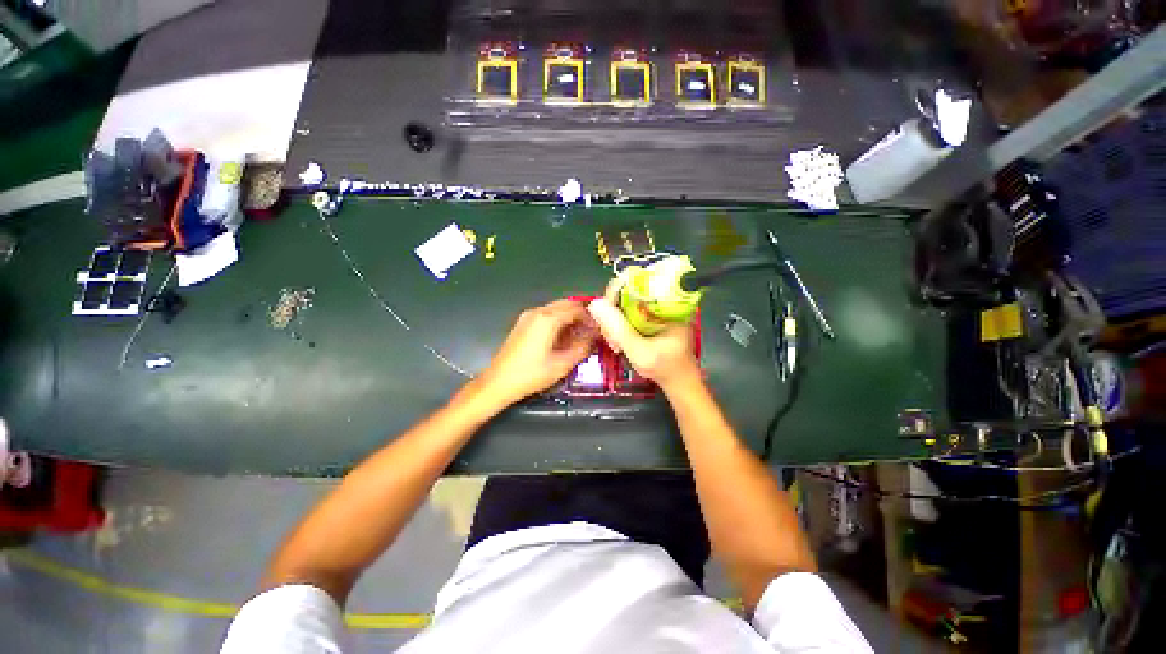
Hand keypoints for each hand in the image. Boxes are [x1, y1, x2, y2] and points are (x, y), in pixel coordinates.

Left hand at [478, 300, 598, 406]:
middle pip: (566, 305)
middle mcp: (538, 312)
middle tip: (592, 329)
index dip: (591, 317)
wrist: (498, 382)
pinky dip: (559, 321)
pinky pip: (546, 316)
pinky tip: (564, 337)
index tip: (600, 328)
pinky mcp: (523, 324)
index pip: (576, 309)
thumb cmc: (532, 374)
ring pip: (556, 309)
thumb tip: (595, 339)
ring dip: (570, 318)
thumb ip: (582, 348)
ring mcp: (528, 316)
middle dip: (581, 315)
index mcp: (548, 319)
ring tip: (581, 334)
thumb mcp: (562, 364)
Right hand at [587, 281, 699, 394]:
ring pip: (624, 304)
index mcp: (668, 301)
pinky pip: (627, 314)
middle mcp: (662, 300)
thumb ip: (618, 329)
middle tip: (611, 338)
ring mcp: (655, 309)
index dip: (616, 292)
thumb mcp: (640, 351)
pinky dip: (619, 327)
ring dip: (614, 323)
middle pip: (627, 292)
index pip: (637, 280)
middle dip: (613, 313)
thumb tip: (594, 303)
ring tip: (615, 344)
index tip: (607, 316)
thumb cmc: (665, 368)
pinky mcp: (649, 318)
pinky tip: (618, 343)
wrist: (679, 382)